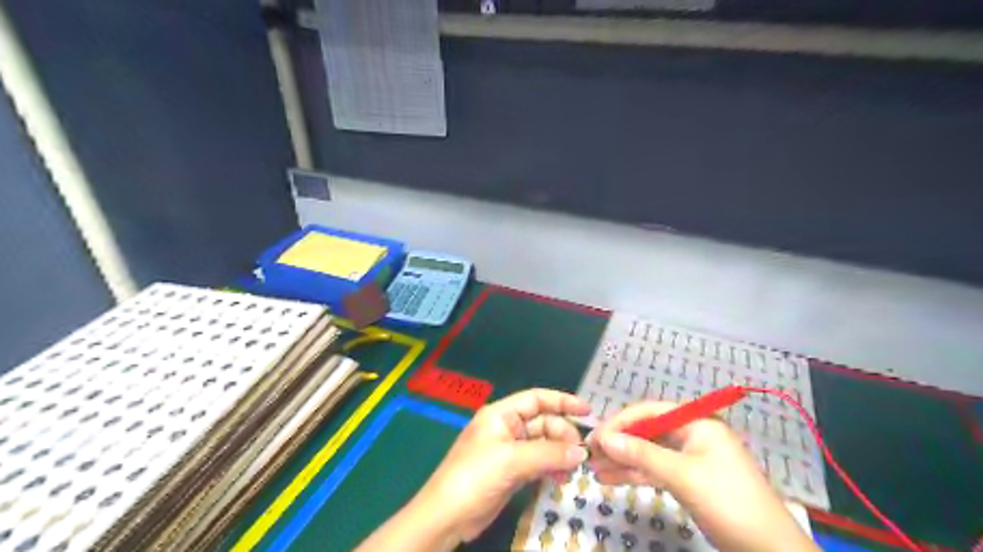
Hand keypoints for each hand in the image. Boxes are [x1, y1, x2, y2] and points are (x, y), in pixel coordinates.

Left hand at [413, 387, 584, 543]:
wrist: (447, 517)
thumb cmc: (475, 476)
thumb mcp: (512, 460)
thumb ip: (549, 453)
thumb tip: (581, 452)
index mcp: (501, 414)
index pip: (536, 399)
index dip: (562, 401)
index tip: (588, 411)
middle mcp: (506, 428)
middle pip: (543, 422)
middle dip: (563, 434)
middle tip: (580, 454)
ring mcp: (509, 451)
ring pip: (543, 445)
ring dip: (559, 454)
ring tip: (573, 471)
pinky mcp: (511, 472)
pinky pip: (538, 463)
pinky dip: (551, 468)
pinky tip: (561, 479)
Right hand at [587, 402, 819, 550]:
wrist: (770, 550)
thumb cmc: (729, 502)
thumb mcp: (683, 476)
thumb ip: (642, 455)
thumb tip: (605, 439)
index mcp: (697, 422)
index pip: (650, 412)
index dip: (620, 422)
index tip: (595, 437)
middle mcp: (691, 435)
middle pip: (647, 432)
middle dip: (619, 443)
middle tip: (589, 454)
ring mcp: (690, 458)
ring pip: (649, 453)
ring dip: (622, 461)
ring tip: (593, 469)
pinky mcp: (688, 479)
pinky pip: (656, 471)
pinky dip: (635, 475)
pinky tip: (610, 479)